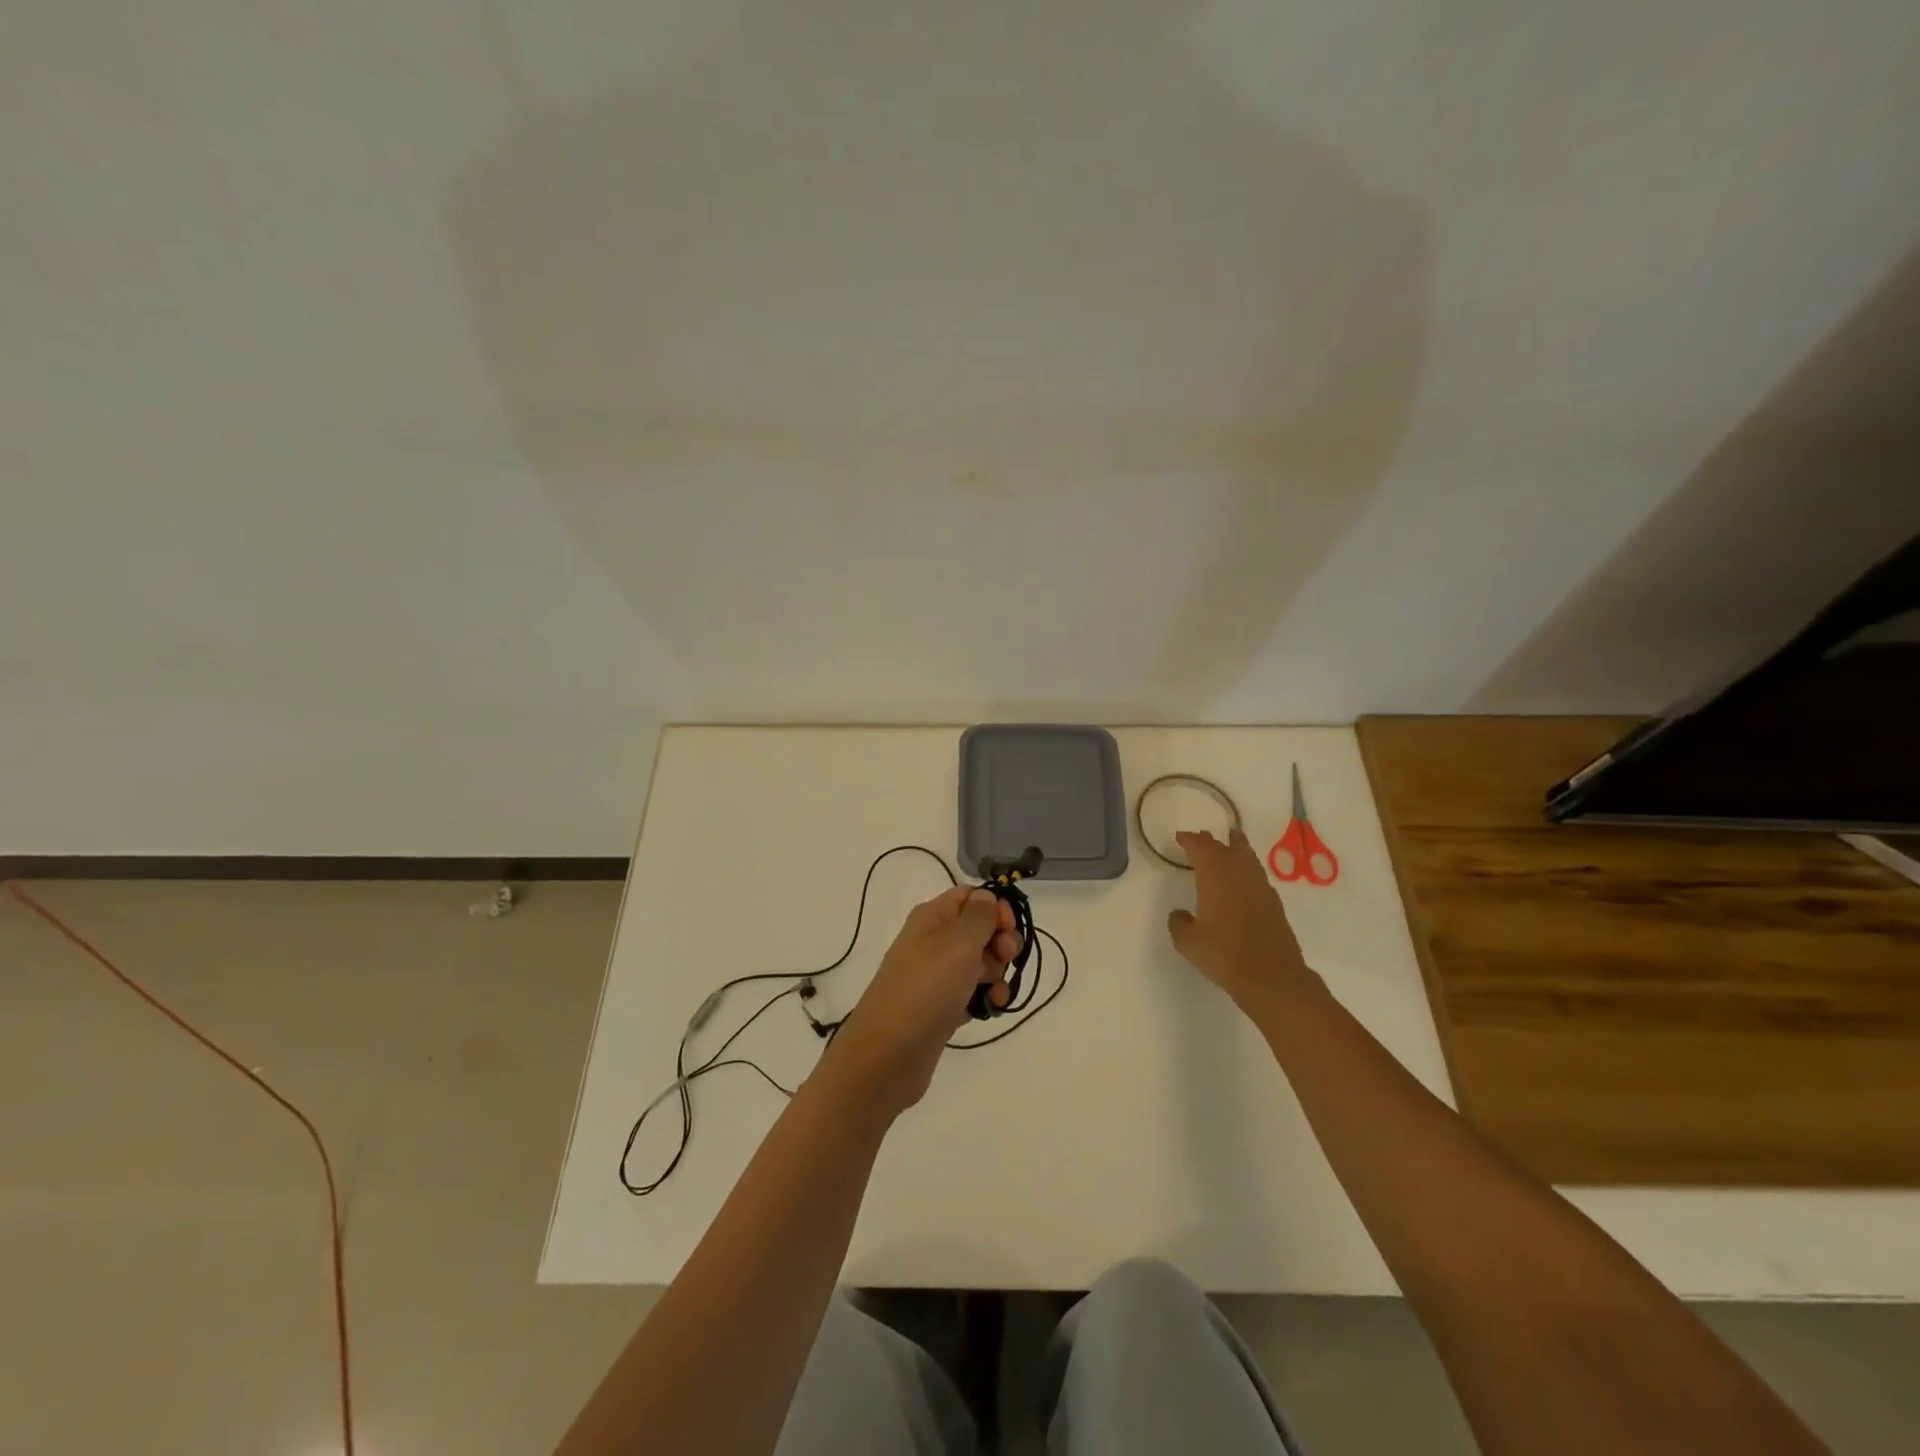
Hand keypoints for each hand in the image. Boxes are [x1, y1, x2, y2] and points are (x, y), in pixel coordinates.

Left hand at [826, 887, 1021, 1114]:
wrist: (888, 1054)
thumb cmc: (926, 988)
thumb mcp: (958, 943)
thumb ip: (979, 916)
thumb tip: (986, 897)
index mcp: (932, 917)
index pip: (970, 896)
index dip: (995, 907)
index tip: (1009, 930)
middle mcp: (933, 941)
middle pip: (979, 929)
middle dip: (1000, 943)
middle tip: (1005, 960)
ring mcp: (936, 976)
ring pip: (979, 963)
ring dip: (996, 974)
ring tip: (994, 993)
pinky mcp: (940, 1007)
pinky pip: (971, 993)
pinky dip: (984, 998)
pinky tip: (989, 1009)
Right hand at [1167, 829, 1314, 1009]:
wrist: (1272, 977)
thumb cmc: (1224, 954)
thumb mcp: (1188, 942)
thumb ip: (1179, 922)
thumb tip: (1180, 914)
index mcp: (1216, 876)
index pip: (1202, 847)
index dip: (1190, 840)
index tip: (1180, 838)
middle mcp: (1240, 874)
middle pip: (1227, 847)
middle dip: (1212, 841)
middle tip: (1201, 838)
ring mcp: (1261, 888)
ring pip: (1247, 858)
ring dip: (1235, 849)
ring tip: (1228, 845)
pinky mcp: (1274, 904)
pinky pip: (1256, 875)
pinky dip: (1246, 869)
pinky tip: (1242, 881)